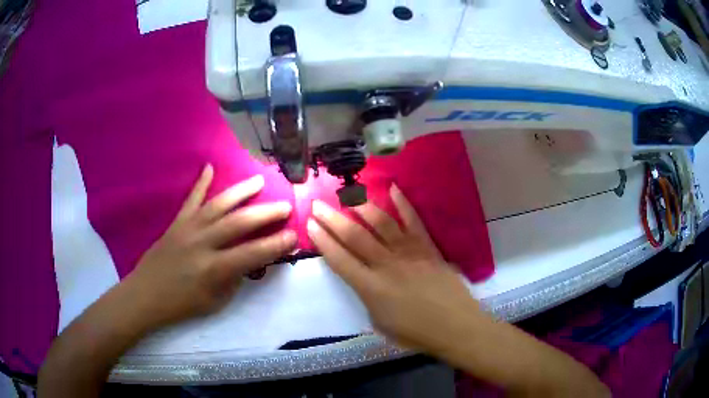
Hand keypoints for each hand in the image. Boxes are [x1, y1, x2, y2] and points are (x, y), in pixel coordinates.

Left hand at [125, 164, 296, 328]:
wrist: (147, 294)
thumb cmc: (183, 304)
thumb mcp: (216, 300)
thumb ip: (234, 278)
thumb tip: (250, 260)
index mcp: (214, 269)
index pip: (253, 254)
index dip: (276, 245)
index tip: (294, 237)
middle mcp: (203, 244)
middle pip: (239, 223)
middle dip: (266, 213)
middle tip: (285, 206)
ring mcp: (188, 229)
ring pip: (218, 205)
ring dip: (241, 192)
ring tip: (259, 181)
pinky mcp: (177, 223)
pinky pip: (191, 200)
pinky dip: (201, 183)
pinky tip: (209, 167)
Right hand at [307, 185, 480, 353]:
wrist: (454, 326)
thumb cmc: (415, 332)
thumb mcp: (379, 322)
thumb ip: (368, 298)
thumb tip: (364, 280)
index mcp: (371, 288)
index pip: (339, 259)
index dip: (322, 241)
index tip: (310, 224)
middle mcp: (386, 265)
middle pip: (354, 236)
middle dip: (332, 219)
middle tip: (318, 204)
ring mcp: (409, 253)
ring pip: (381, 223)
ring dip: (361, 207)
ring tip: (348, 195)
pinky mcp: (428, 247)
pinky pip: (414, 221)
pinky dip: (404, 203)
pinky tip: (393, 188)